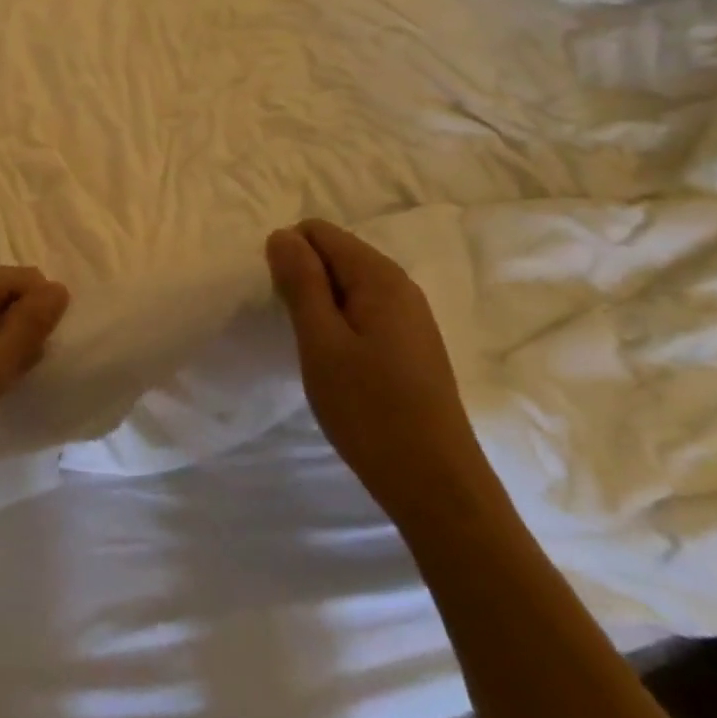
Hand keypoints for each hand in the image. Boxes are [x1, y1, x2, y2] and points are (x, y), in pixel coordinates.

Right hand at [266, 220, 483, 518]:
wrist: (436, 485)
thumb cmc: (370, 410)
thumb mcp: (321, 341)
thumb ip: (301, 282)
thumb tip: (282, 234)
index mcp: (379, 276)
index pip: (319, 232)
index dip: (289, 257)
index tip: (280, 302)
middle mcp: (400, 286)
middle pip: (335, 255)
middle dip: (305, 281)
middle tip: (296, 331)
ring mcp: (411, 317)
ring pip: (348, 286)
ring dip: (321, 307)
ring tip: (313, 350)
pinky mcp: (412, 346)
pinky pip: (364, 312)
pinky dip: (341, 326)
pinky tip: (338, 366)